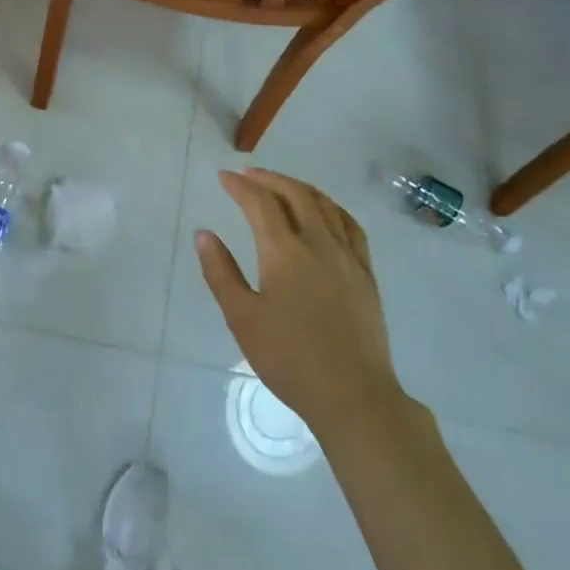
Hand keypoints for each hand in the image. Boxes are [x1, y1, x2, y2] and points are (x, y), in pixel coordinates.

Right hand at [195, 168, 402, 438]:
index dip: (240, 186)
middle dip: (269, 179)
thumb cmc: (289, 359)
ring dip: (299, 187)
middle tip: (247, 175)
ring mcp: (347, 256)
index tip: (223, 177)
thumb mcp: (242, 318)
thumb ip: (220, 272)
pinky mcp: (366, 273)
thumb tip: (204, 234)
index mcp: (285, 253)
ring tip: (280, 185)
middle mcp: (319, 243)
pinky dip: (330, 206)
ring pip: (324, 205)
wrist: (352, 394)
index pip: (260, 203)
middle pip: (295, 194)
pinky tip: (324, 210)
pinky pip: (349, 224)